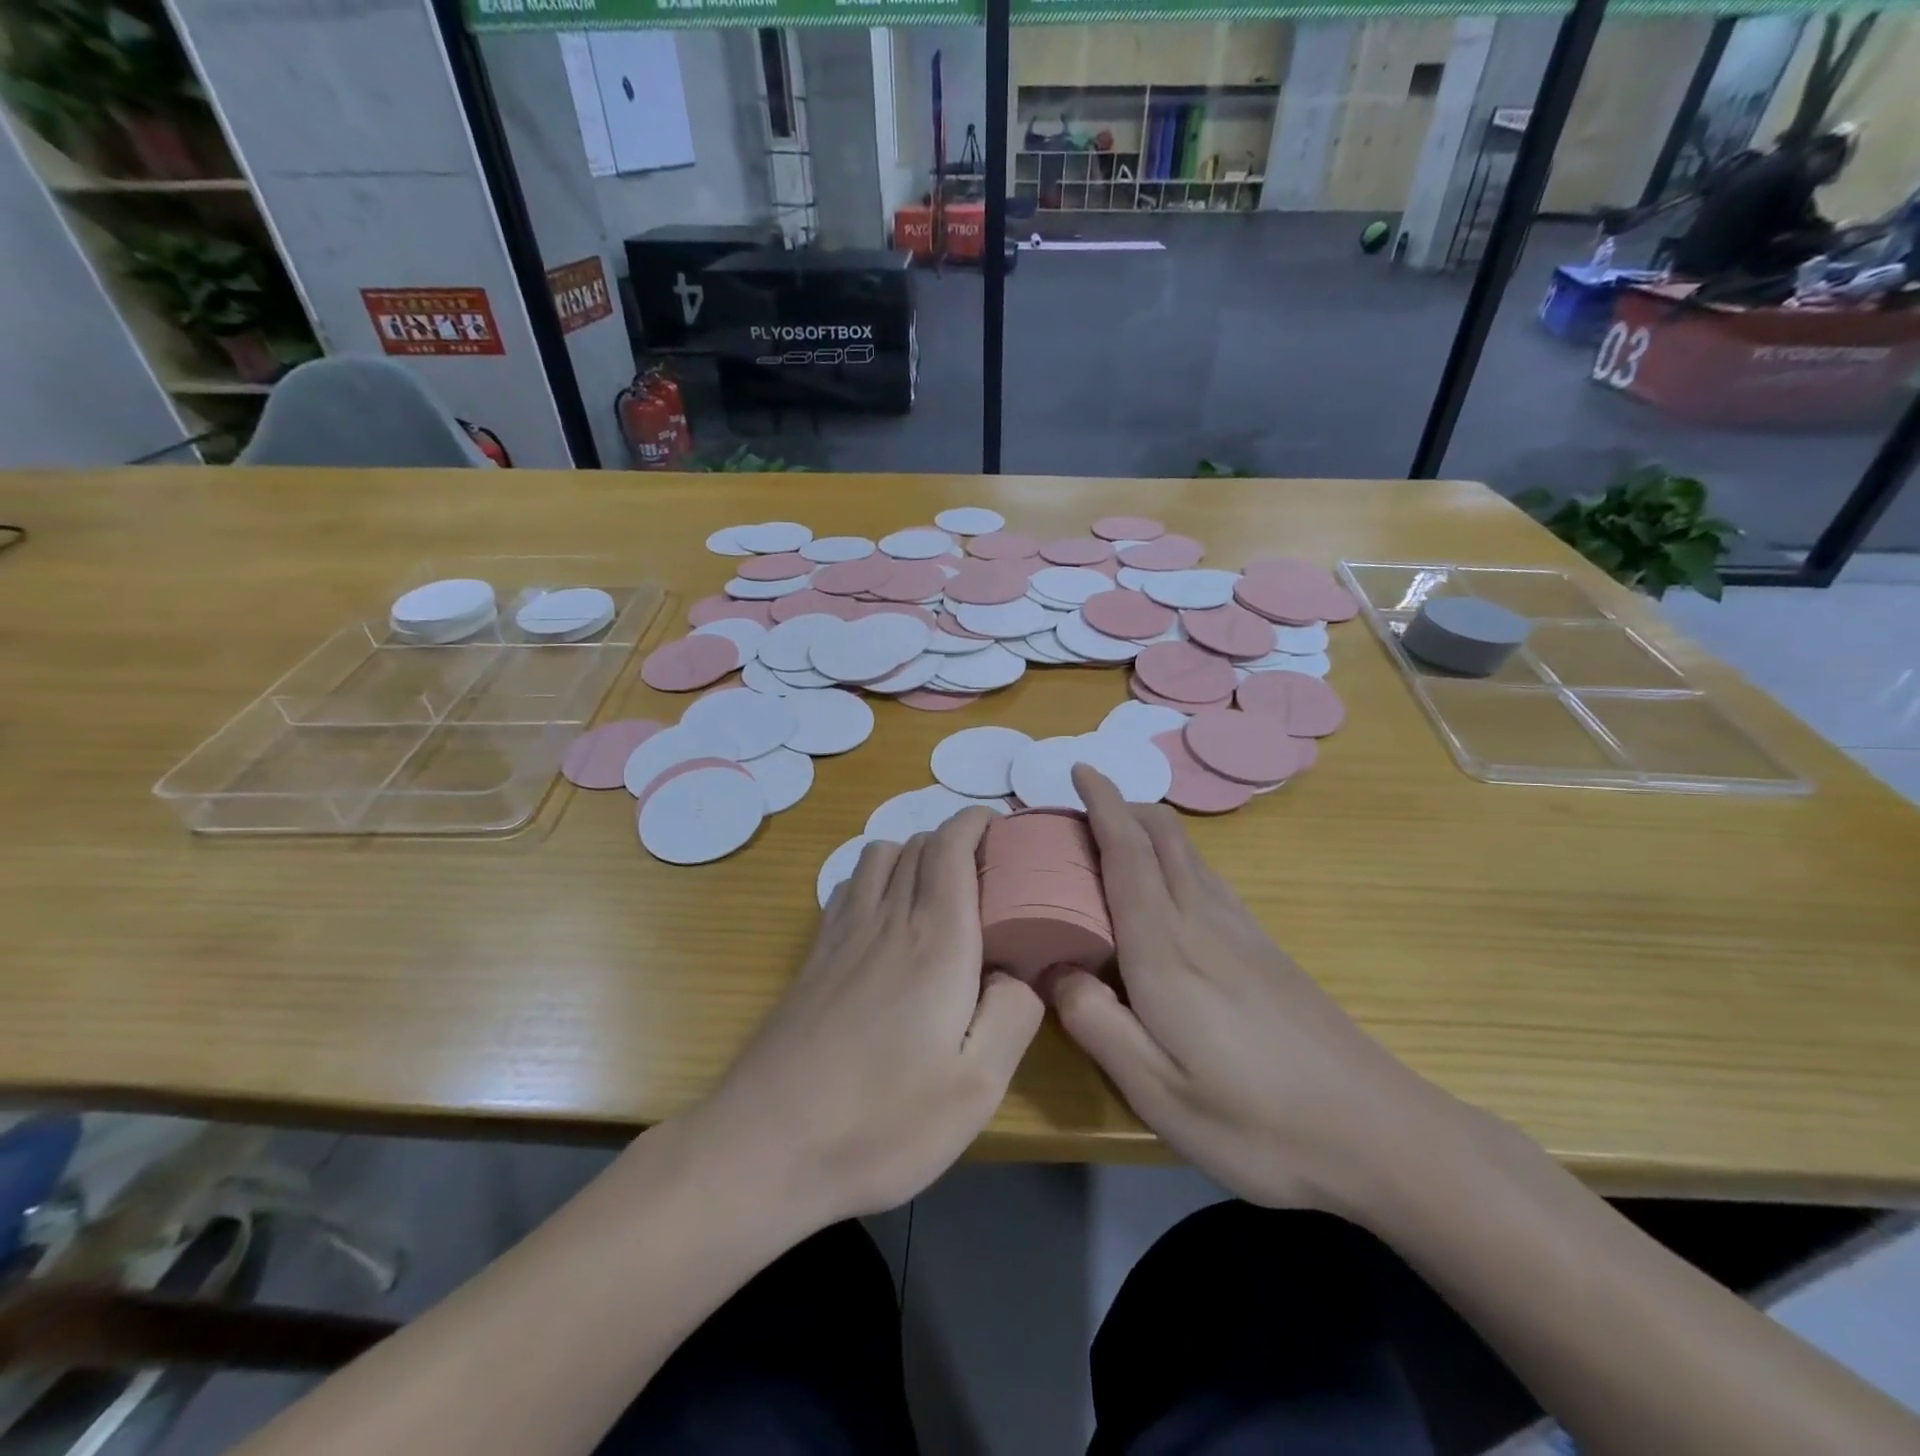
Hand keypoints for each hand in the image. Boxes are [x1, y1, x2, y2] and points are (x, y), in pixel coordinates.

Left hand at [689, 808, 1043, 1226]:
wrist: (766, 1146)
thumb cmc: (882, 1120)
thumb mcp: (977, 1088)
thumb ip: (1014, 1015)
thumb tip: (1018, 971)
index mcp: (935, 940)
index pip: (952, 846)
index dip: (977, 823)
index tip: (1004, 829)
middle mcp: (887, 920)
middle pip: (918, 843)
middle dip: (956, 840)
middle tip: (987, 873)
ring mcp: (841, 935)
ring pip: (878, 856)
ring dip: (913, 854)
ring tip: (938, 892)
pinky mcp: (813, 957)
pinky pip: (848, 887)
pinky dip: (875, 878)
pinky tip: (884, 919)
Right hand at [1046, 766, 1458, 1214]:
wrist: (1380, 1133)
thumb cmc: (1256, 1120)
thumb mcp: (1155, 1090)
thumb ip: (1094, 1021)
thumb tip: (1053, 967)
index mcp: (1165, 948)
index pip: (1126, 853)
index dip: (1101, 804)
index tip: (1079, 769)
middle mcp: (1202, 921)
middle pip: (1162, 836)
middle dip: (1122, 808)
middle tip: (1082, 812)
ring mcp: (1242, 931)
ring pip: (1188, 853)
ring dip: (1149, 831)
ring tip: (1116, 842)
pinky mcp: (1267, 949)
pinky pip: (1210, 879)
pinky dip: (1176, 860)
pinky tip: (1171, 892)